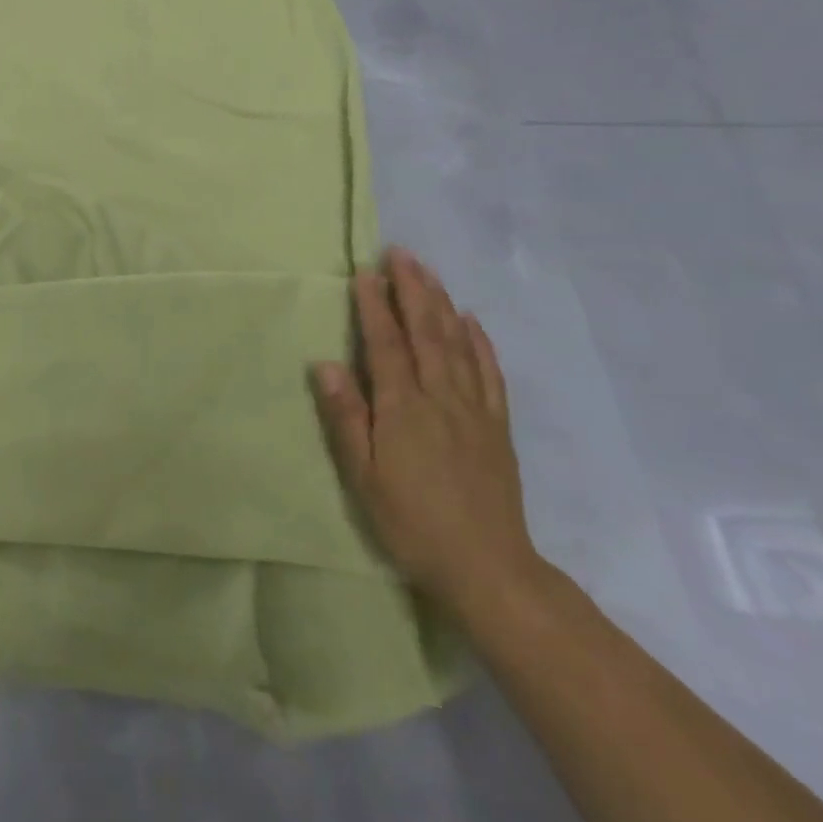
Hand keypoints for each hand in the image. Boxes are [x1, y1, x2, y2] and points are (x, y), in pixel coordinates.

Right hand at [311, 249, 541, 618]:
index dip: (374, 305)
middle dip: (411, 289)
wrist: (488, 567)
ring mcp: (474, 409)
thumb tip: (326, 364)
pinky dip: (480, 342)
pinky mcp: (496, 426)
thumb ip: (345, 417)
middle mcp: (441, 397)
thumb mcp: (362, 476)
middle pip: (425, 331)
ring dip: (441, 303)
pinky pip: (489, 372)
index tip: (364, 272)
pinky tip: (471, 321)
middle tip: (400, 253)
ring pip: (457, 343)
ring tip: (428, 273)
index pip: (386, 343)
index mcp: (403, 407)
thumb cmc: (411, 521)